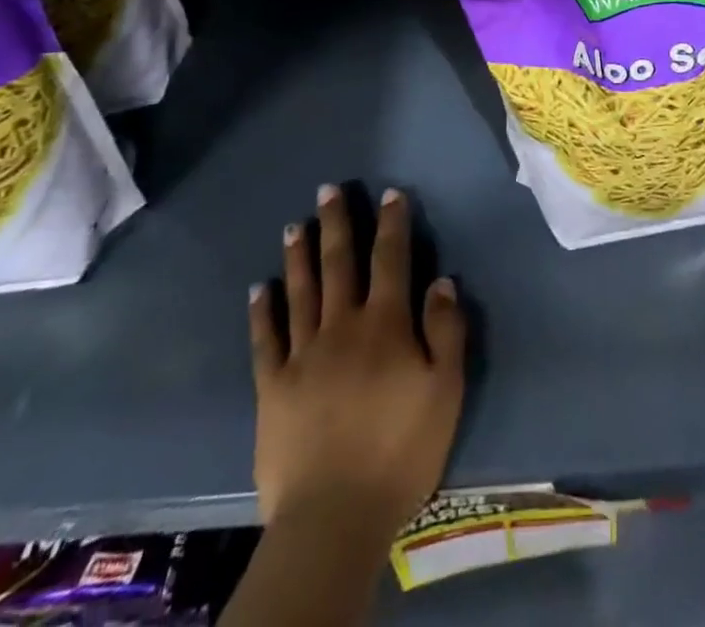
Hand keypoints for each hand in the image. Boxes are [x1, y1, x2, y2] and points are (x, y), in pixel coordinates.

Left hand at [247, 185, 465, 541]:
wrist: (334, 515)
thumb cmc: (401, 450)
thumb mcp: (445, 390)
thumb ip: (446, 331)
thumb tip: (442, 280)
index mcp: (386, 324)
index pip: (391, 259)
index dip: (392, 223)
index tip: (389, 193)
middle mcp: (342, 326)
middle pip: (340, 263)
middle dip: (337, 223)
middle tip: (328, 190)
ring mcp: (302, 354)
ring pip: (301, 291)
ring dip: (299, 255)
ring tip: (296, 225)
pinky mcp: (272, 387)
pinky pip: (265, 339)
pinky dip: (262, 311)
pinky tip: (258, 289)